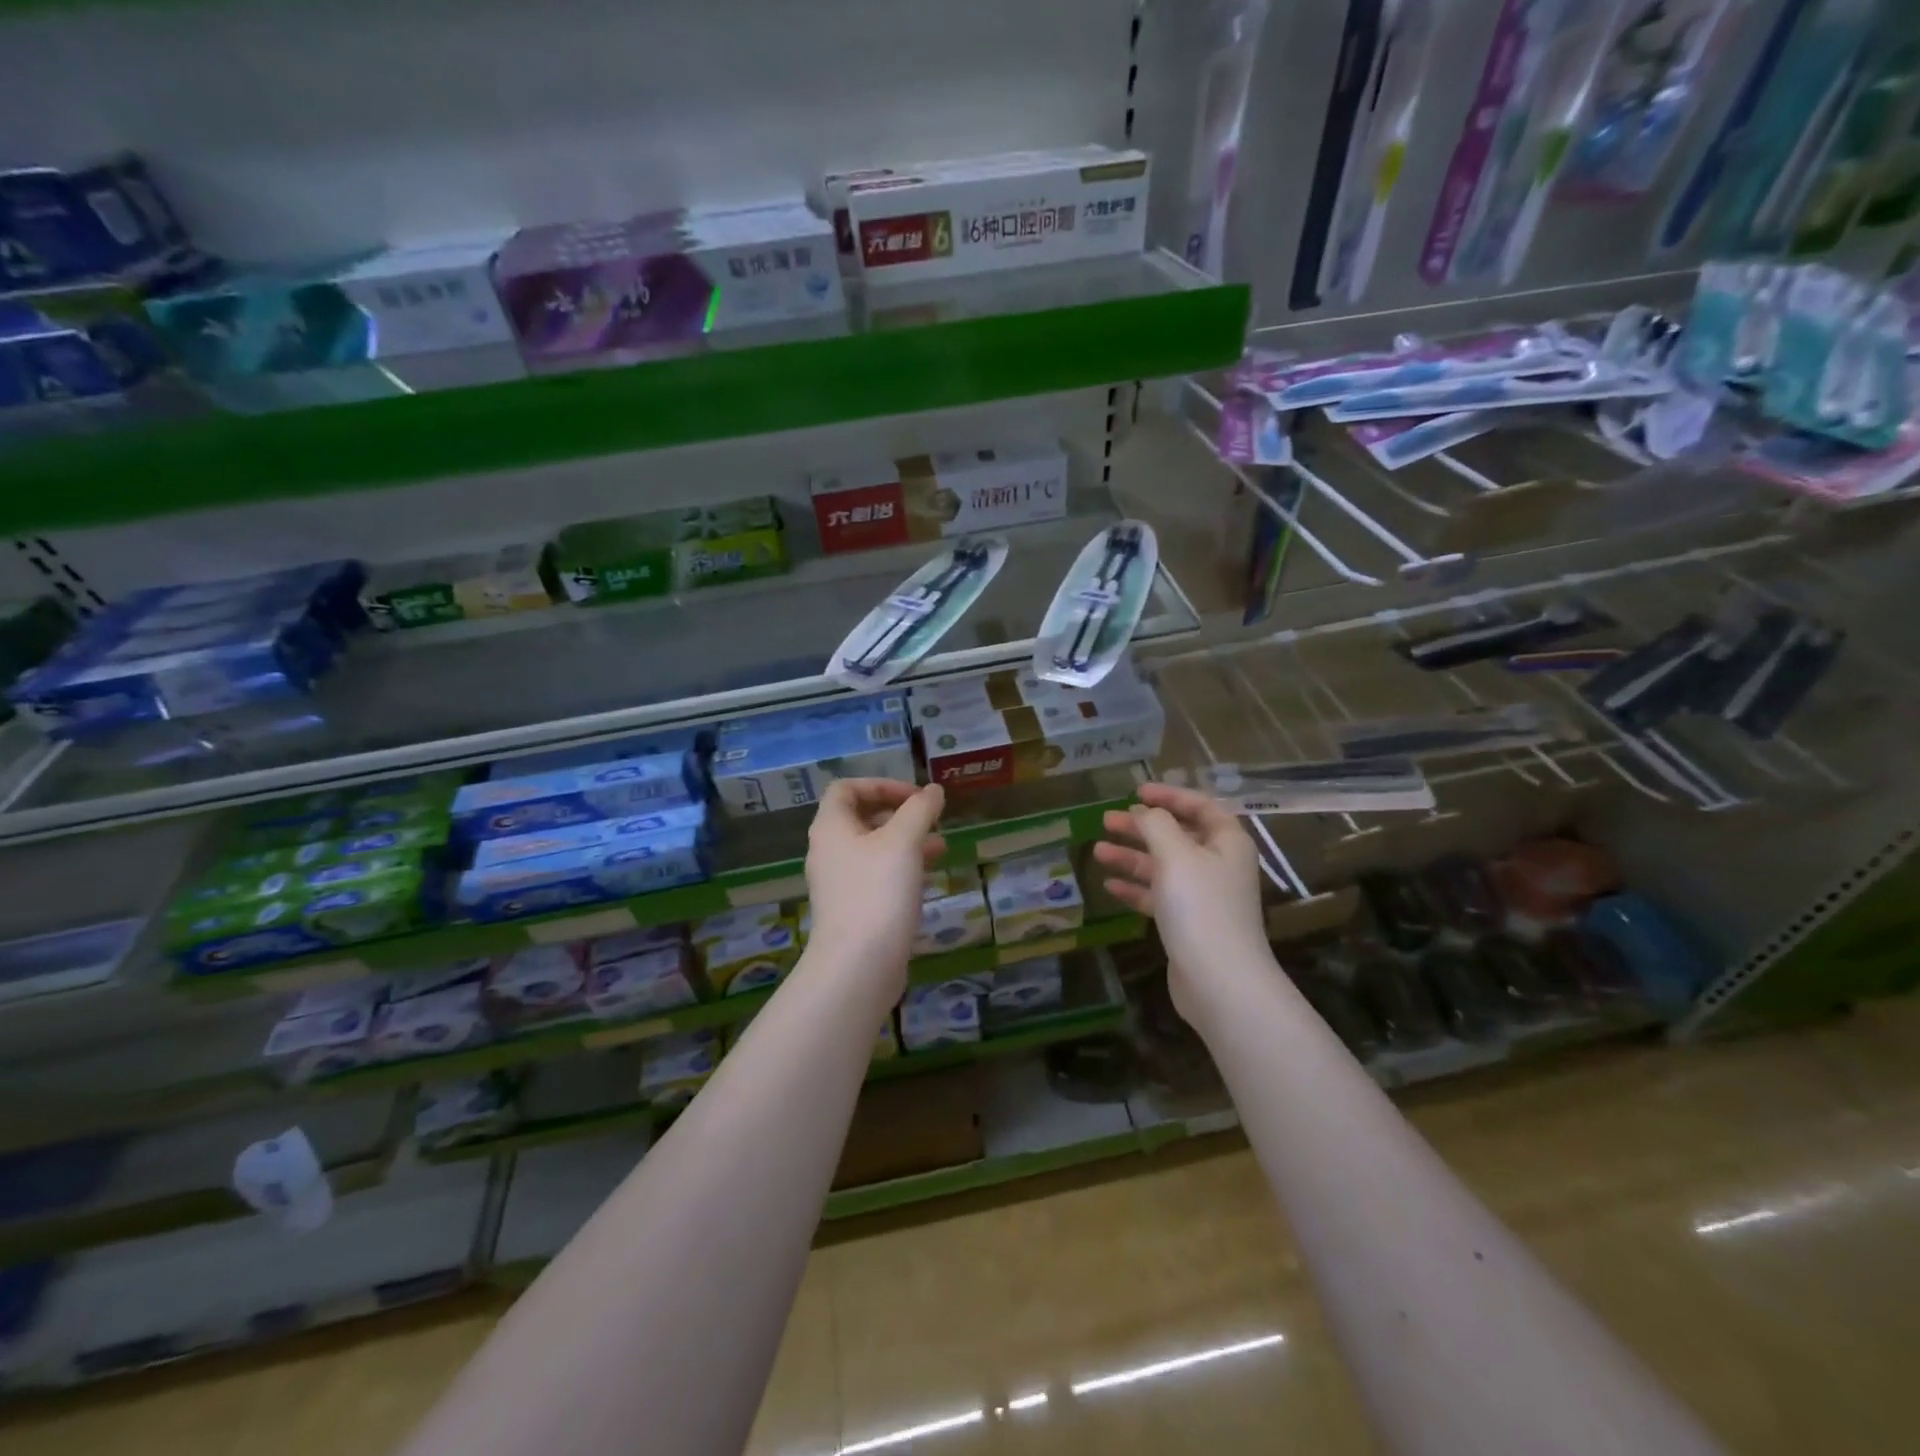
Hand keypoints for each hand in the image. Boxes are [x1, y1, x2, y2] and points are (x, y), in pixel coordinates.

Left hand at [805, 779, 945, 987]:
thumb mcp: (903, 841)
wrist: (858, 965)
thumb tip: (933, 791)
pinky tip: (929, 877)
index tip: (915, 796)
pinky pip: (877, 876)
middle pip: (861, 817)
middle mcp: (829, 851)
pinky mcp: (854, 908)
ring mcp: (840, 882)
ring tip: (941, 846)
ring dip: (906, 842)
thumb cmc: (877, 892)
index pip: (847, 789)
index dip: (881, 785)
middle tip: (931, 820)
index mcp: (831, 827)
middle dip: (900, 814)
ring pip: (874, 849)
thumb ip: (920, 810)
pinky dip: (902, 869)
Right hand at [1093, 782, 1268, 1017]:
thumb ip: (1156, 825)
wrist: (1220, 981)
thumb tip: (1144, 812)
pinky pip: (1158, 896)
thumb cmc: (1200, 907)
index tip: (1136, 792)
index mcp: (1226, 842)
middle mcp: (1218, 865)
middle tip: (1106, 820)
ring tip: (1097, 851)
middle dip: (1141, 827)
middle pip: (1177, 836)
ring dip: (1132, 857)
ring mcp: (1203, 896)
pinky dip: (1135, 888)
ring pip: (1163, 867)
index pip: (1199, 806)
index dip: (1169, 796)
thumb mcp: (1176, 854)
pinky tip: (1110, 887)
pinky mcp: (1188, 924)